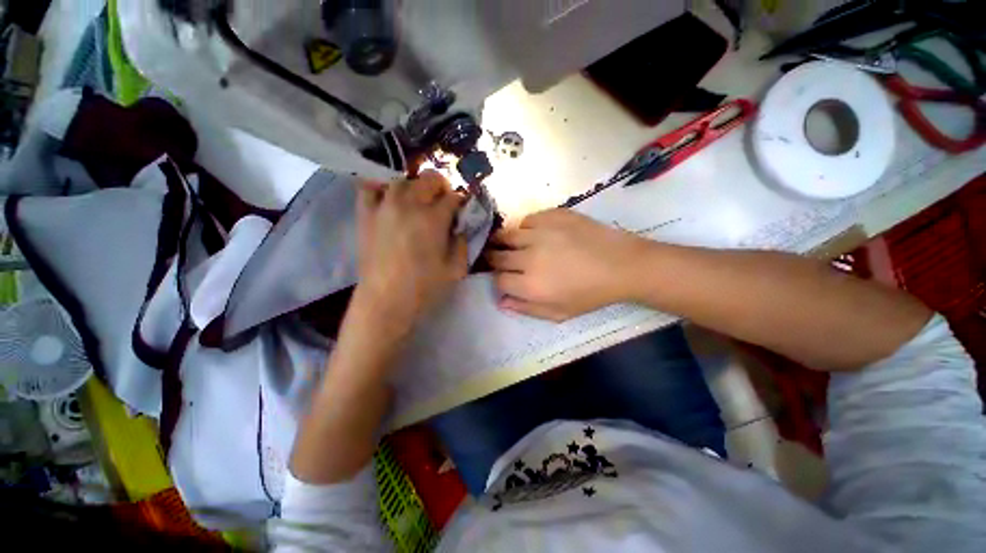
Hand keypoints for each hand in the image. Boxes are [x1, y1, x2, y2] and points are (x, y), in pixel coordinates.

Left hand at [352, 171, 467, 338]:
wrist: (385, 301)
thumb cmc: (425, 288)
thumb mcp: (457, 269)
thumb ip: (462, 243)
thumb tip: (460, 227)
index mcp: (433, 218)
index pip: (453, 197)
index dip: (461, 202)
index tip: (462, 211)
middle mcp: (409, 204)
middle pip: (429, 178)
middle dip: (442, 188)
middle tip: (443, 204)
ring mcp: (384, 206)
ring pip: (403, 179)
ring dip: (416, 187)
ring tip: (418, 202)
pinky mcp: (365, 214)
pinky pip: (370, 187)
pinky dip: (382, 186)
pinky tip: (390, 196)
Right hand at [487, 209, 648, 320]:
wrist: (621, 265)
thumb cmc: (590, 294)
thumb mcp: (559, 313)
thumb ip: (526, 309)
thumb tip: (501, 301)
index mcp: (530, 285)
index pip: (498, 280)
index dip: (497, 281)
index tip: (502, 279)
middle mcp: (529, 257)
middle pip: (497, 256)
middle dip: (493, 260)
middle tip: (498, 260)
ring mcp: (540, 233)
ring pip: (506, 234)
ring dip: (502, 241)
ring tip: (506, 244)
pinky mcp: (552, 215)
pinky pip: (526, 220)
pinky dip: (524, 228)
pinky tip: (532, 233)